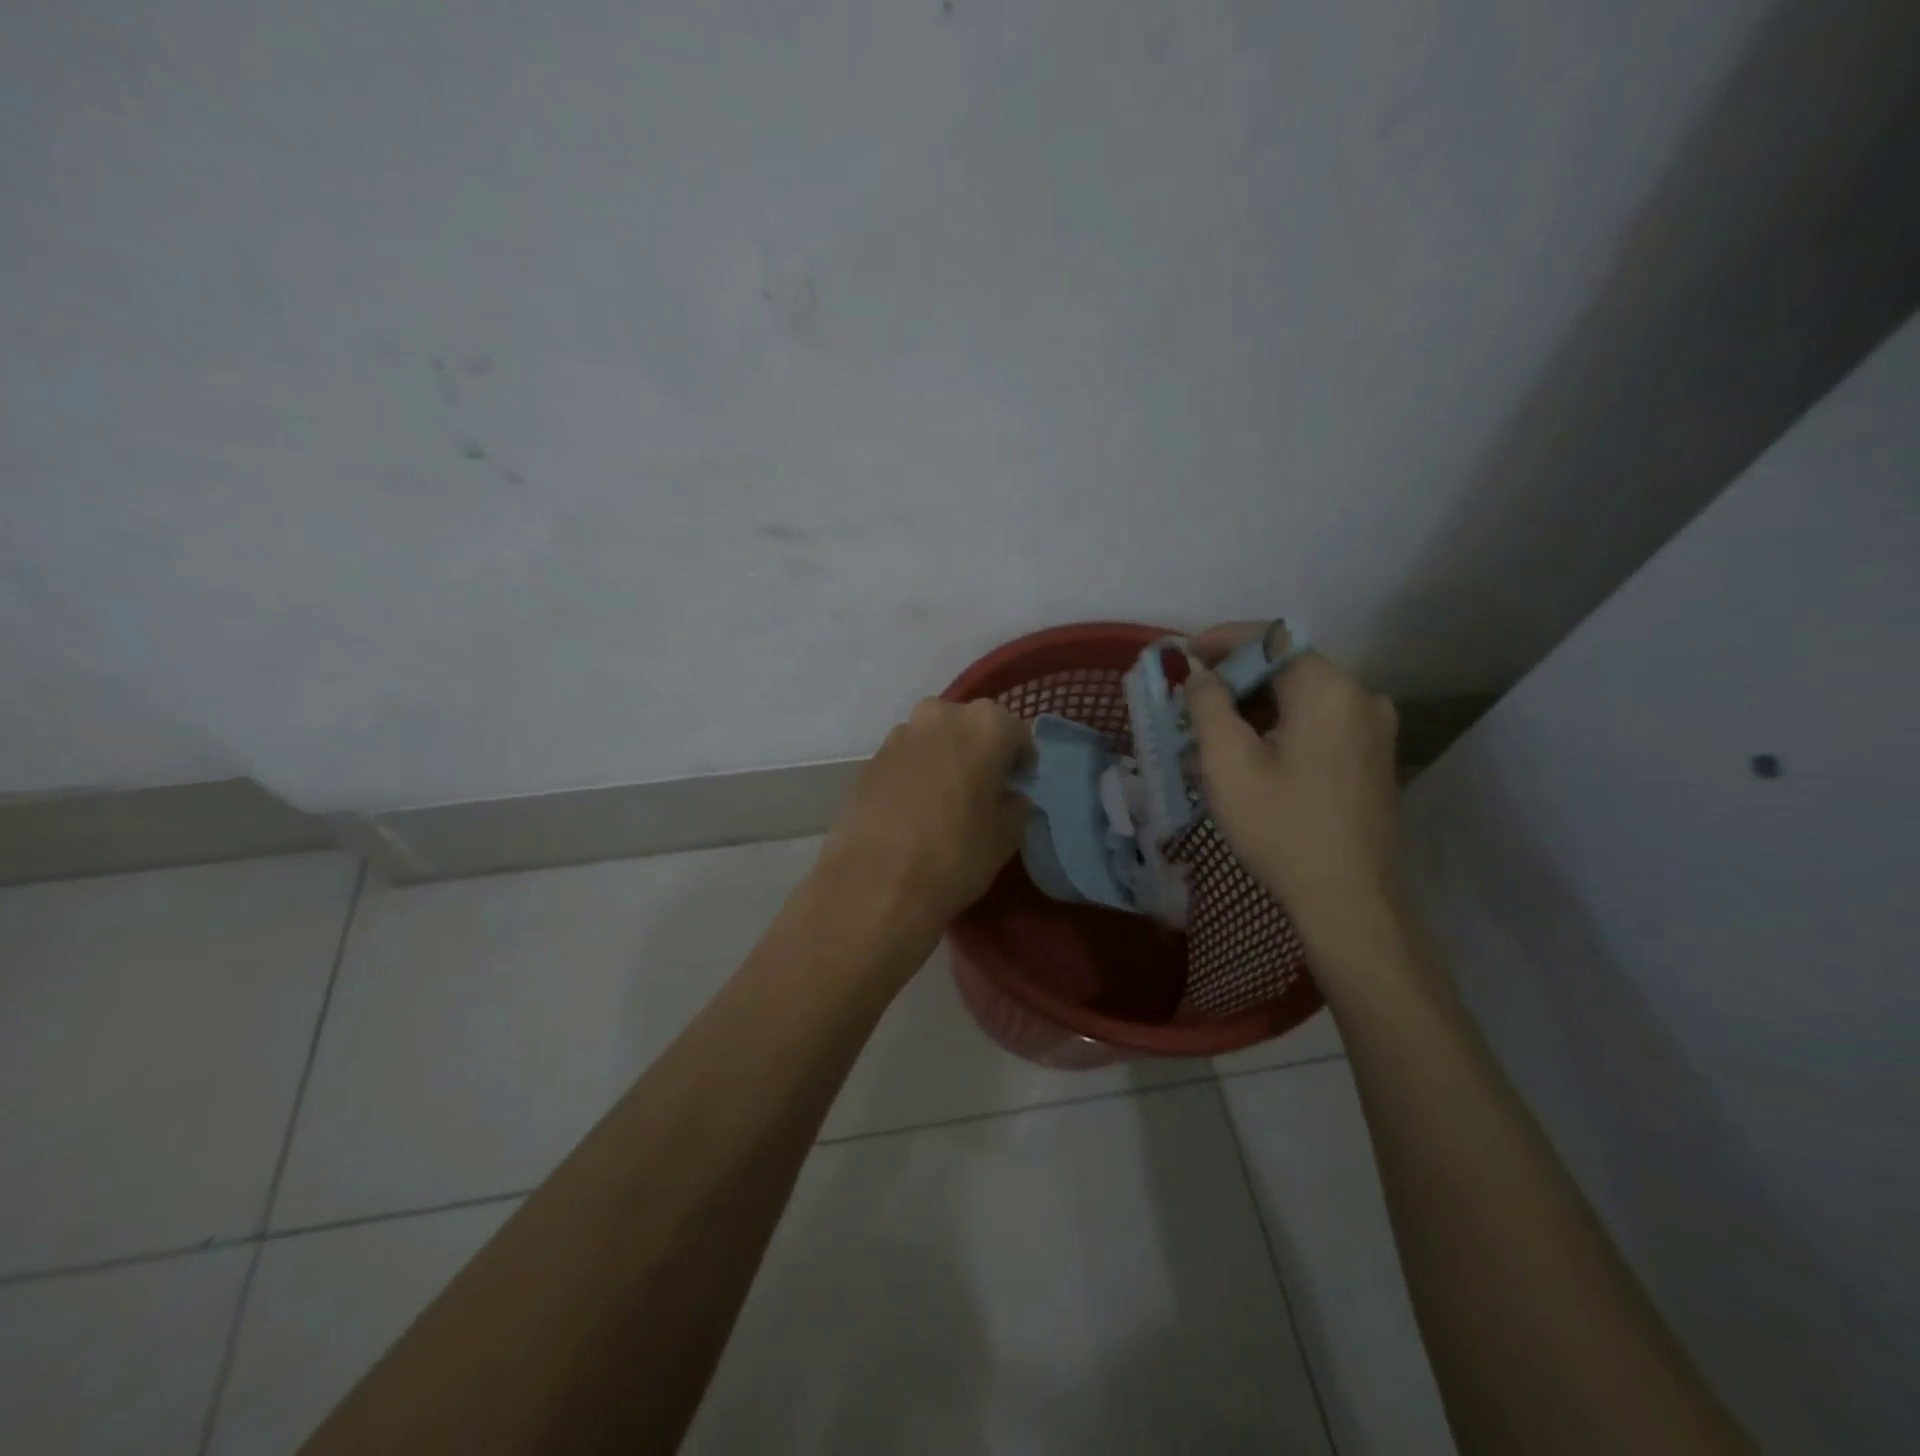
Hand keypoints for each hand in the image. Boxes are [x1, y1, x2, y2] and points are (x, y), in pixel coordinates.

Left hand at [816, 697, 1030, 935]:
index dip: (1020, 760)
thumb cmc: (955, 854)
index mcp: (984, 726)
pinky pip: (905, 759)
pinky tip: (915, 810)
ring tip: (947, 799)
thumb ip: (1016, 807)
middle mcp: (940, 717)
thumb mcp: (1005, 837)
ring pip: (934, 739)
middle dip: (980, 750)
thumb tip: (1009, 798)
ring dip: (945, 759)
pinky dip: (916, 775)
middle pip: (970, 726)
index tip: (1018, 784)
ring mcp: (899, 735)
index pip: (1015, 732)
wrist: (874, 883)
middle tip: (984, 787)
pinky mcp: (870, 760)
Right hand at [1185, 624, 1403, 948]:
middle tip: (1192, 701)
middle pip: (1288, 667)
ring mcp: (1374, 729)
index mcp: (1328, 690)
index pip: (1272, 638)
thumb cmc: (1281, 827)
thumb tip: (1201, 675)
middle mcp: (1361, 697)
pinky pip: (1319, 723)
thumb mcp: (1227, 763)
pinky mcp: (1374, 757)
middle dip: (1235, 678)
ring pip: (1303, 698)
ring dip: (1255, 706)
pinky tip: (1250, 754)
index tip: (1186, 653)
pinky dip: (1281, 726)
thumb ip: (1207, 705)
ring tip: (1212, 733)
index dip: (1224, 639)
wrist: (1348, 900)